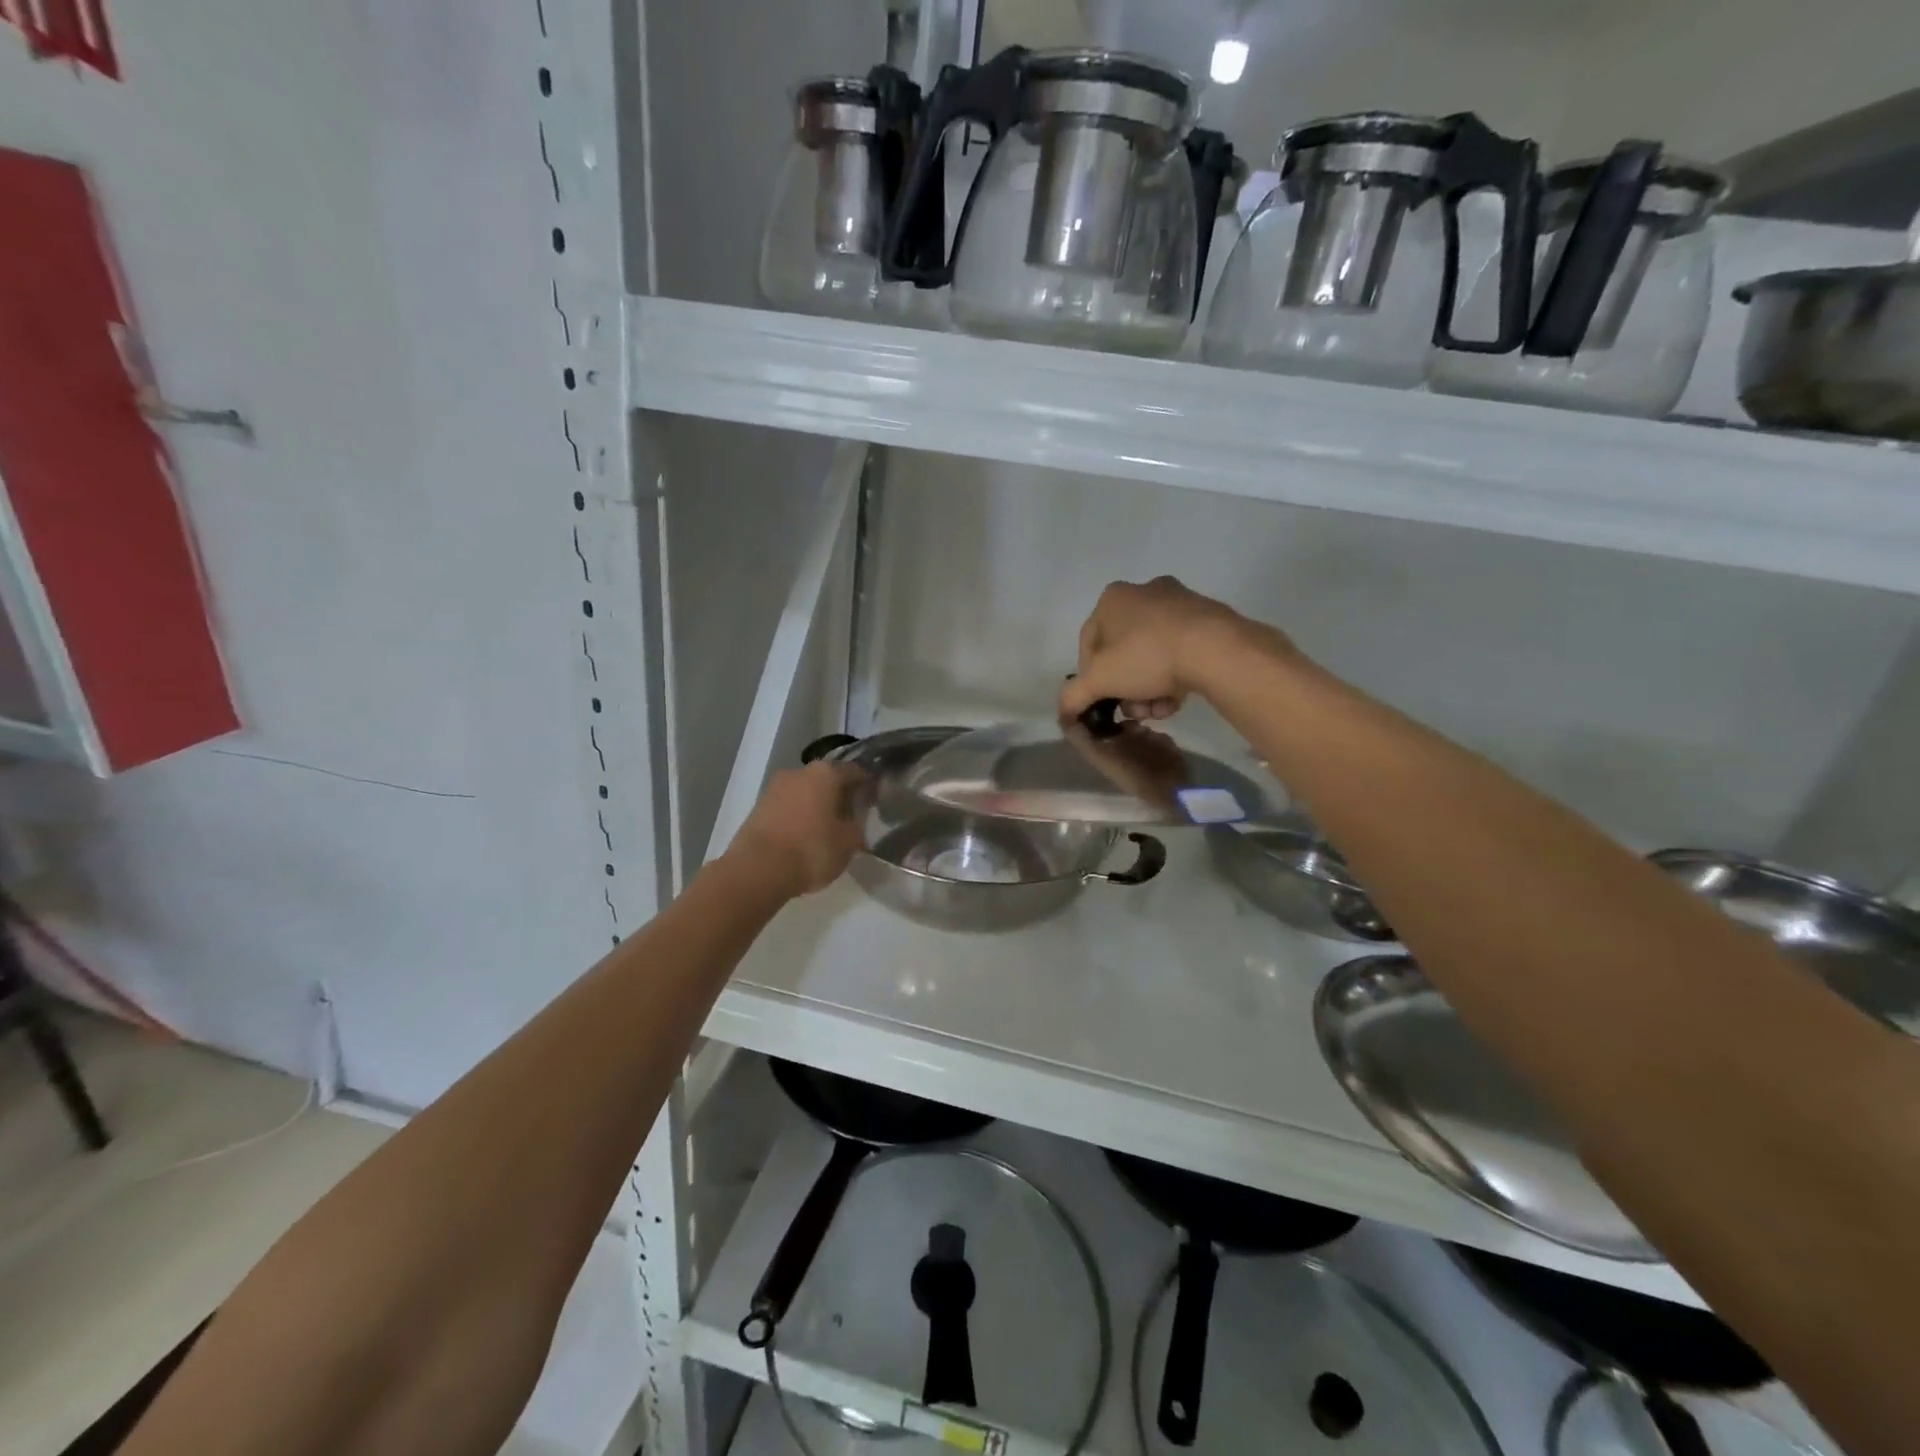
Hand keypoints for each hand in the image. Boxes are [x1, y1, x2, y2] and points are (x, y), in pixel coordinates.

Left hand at [727, 762, 868, 897]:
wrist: (757, 870)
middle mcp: (799, 772)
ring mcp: (774, 788)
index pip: (855, 771)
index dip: (868, 784)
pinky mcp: (758, 807)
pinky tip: (805, 836)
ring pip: (805, 792)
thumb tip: (857, 814)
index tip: (876, 799)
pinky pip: (788, 807)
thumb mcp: (849, 841)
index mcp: (825, 773)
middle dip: (840, 795)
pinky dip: (799, 816)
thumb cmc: (811, 850)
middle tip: (852, 816)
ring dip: (817, 805)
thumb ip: (858, 822)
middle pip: (827, 779)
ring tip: (828, 829)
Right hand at [1059, 576, 1289, 721]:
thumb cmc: (1146, 657)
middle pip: (1123, 652)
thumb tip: (1064, 710)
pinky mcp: (1208, 618)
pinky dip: (1175, 676)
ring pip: (1152, 655)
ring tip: (1159, 709)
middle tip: (1134, 710)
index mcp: (1112, 598)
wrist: (1215, 649)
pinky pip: (1179, 651)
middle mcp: (1144, 592)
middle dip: (1126, 687)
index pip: (1088, 645)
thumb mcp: (1099, 681)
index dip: (1092, 679)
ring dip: (1150, 688)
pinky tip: (1178, 698)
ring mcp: (1179, 603)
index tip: (1105, 701)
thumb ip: (1074, 696)